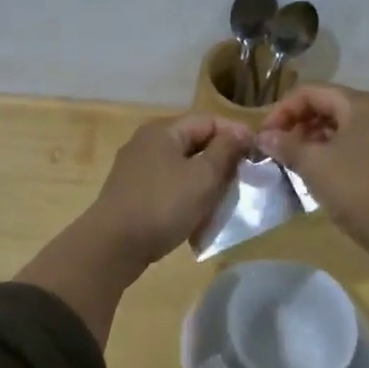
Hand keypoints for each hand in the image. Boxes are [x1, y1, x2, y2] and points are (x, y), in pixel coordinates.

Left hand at [87, 112, 253, 266]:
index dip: (236, 135)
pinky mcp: (132, 192)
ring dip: (206, 181)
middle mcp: (148, 142)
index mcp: (164, 130)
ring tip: (224, 201)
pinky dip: (187, 196)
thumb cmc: (162, 205)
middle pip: (195, 142)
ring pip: (183, 166)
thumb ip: (225, 151)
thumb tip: (242, 131)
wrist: (111, 247)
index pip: (209, 120)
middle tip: (243, 181)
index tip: (257, 157)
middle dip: (222, 160)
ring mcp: (137, 168)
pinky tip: (197, 216)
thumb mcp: (203, 177)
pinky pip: (169, 186)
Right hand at [256, 85, 368, 305]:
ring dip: (314, 138)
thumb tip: (263, 137)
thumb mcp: (314, 165)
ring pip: (343, 125)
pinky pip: (356, 143)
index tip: (264, 135)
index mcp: (362, 103)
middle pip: (329, 105)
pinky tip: (319, 171)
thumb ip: (286, 145)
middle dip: (298, 123)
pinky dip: (333, 151)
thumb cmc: (358, 189)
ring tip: (294, 161)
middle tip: (277, 148)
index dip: (282, 110)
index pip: (312, 92)